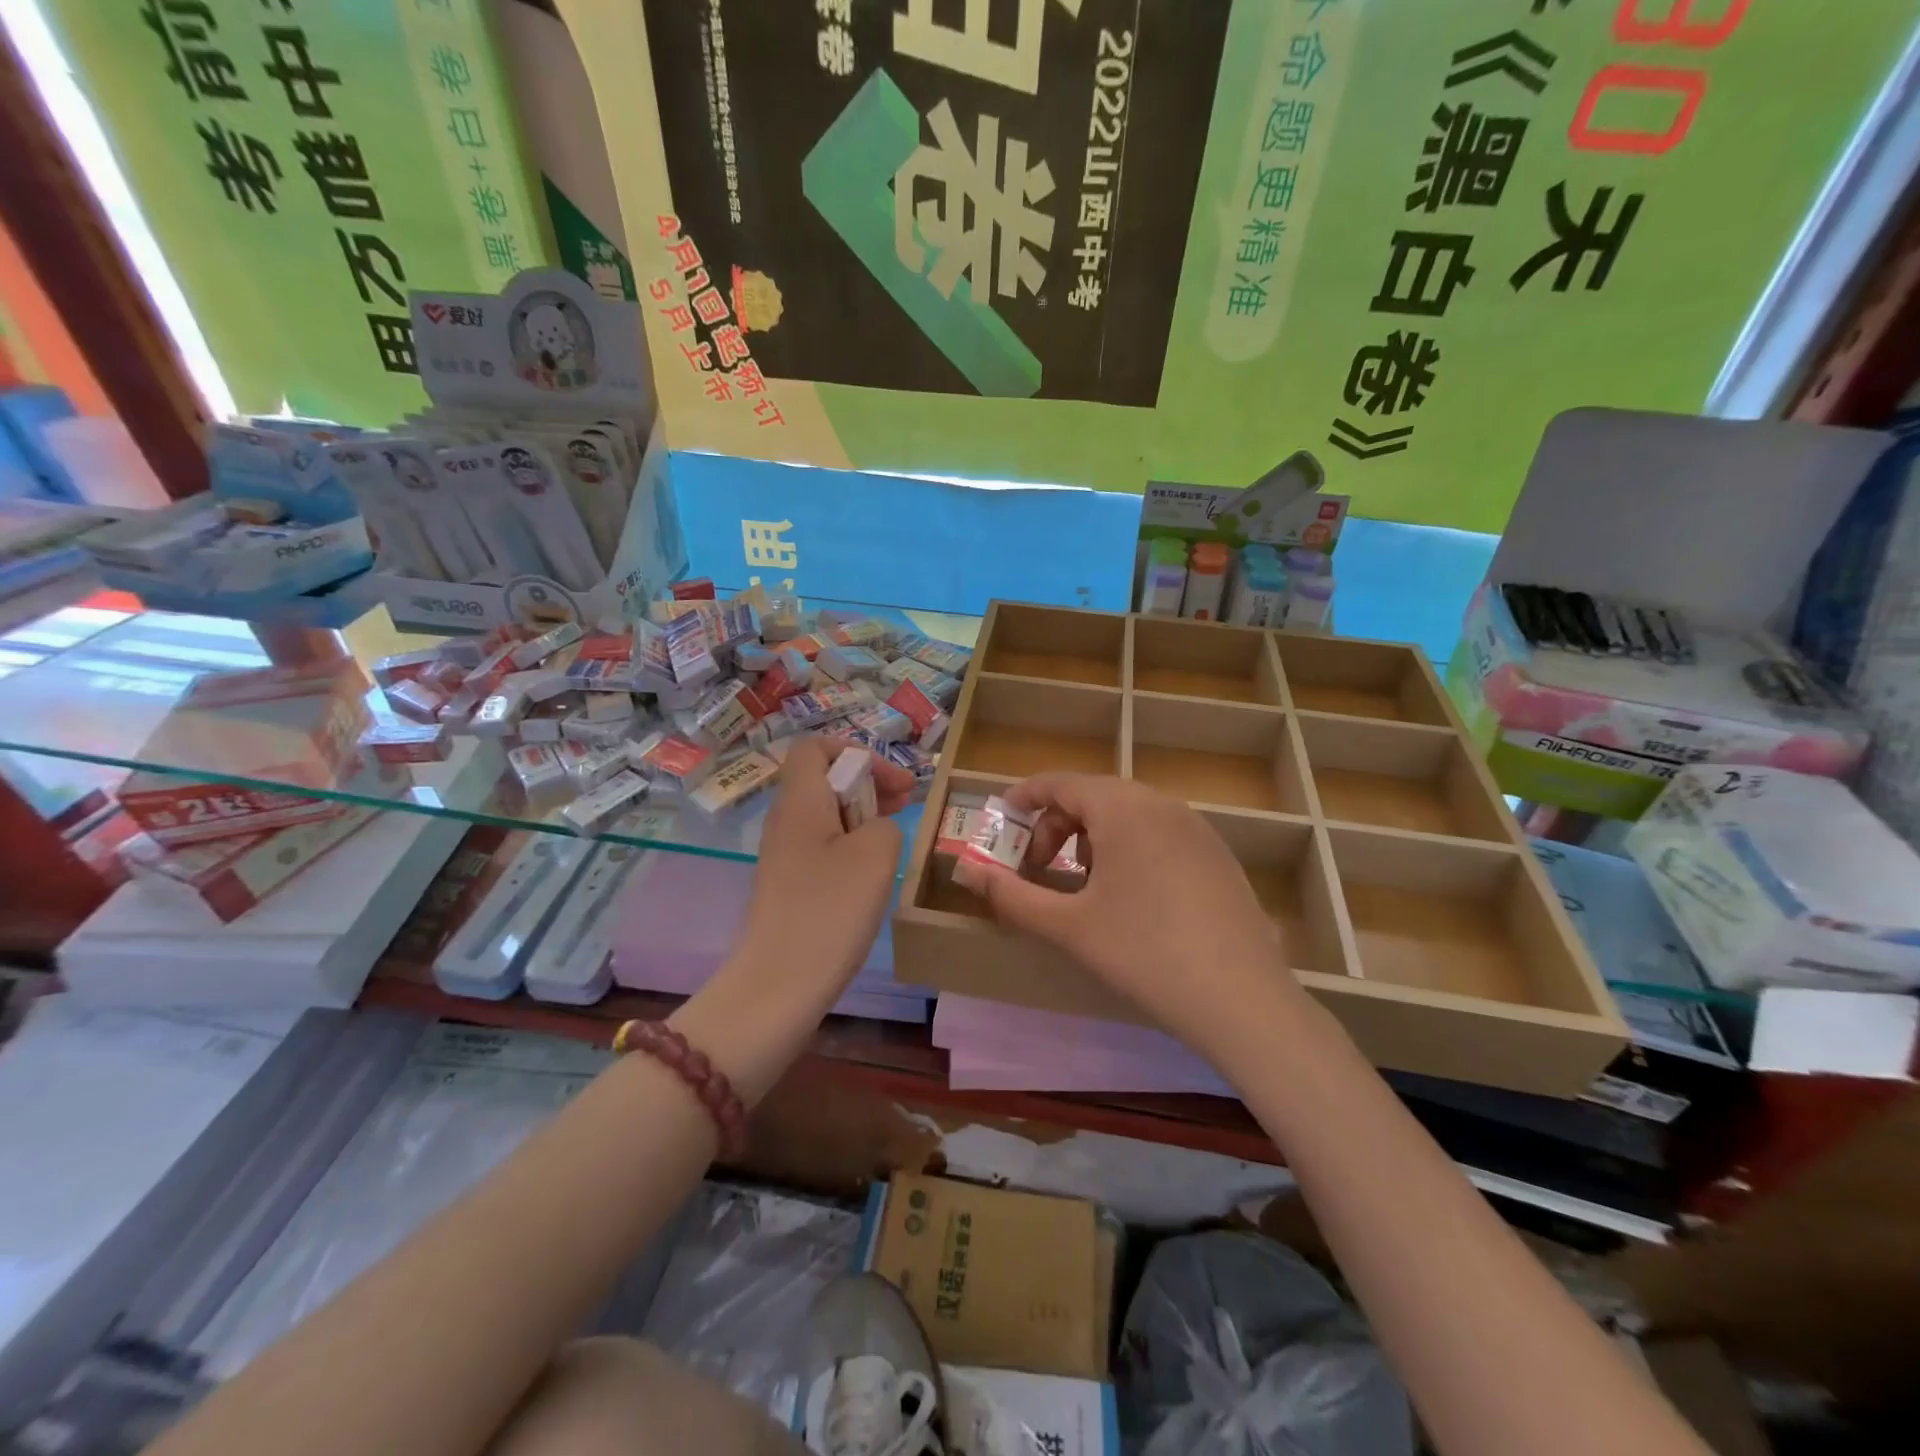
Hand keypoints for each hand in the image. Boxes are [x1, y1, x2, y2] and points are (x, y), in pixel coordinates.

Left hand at [734, 736, 908, 999]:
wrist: (780, 983)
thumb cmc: (830, 909)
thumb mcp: (876, 853)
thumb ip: (885, 822)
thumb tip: (875, 828)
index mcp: (800, 800)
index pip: (815, 747)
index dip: (856, 752)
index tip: (892, 782)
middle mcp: (785, 819)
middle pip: (823, 778)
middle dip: (867, 783)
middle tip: (905, 803)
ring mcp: (783, 853)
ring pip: (825, 812)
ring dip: (862, 813)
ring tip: (895, 832)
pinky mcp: (788, 883)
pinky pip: (821, 844)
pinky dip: (849, 843)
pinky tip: (872, 869)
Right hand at [978, 774, 1310, 1057]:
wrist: (1241, 998)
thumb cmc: (1143, 953)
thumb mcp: (1068, 926)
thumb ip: (1012, 895)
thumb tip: (966, 872)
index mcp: (1122, 808)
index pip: (1061, 783)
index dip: (1026, 796)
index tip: (1002, 816)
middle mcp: (1161, 803)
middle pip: (1095, 795)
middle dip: (1057, 823)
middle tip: (1037, 865)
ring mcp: (1196, 827)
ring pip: (1129, 813)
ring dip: (1093, 836)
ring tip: (1083, 883)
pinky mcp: (1217, 854)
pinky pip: (1159, 832)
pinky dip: (1129, 847)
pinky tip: (1132, 896)